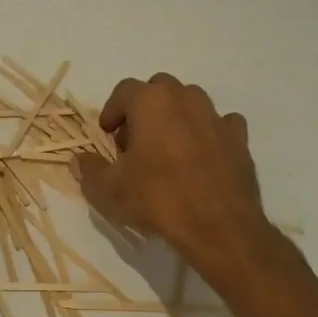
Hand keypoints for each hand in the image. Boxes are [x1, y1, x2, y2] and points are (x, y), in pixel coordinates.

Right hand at [72, 74, 267, 265]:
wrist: (219, 227)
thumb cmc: (158, 198)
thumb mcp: (110, 188)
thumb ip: (89, 170)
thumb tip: (77, 160)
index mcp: (151, 101)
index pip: (123, 90)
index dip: (111, 111)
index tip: (107, 136)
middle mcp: (185, 98)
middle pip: (158, 89)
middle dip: (143, 109)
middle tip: (135, 141)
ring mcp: (216, 116)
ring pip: (190, 102)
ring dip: (175, 117)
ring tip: (167, 149)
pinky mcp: (239, 138)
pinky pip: (220, 123)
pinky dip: (208, 132)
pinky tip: (202, 155)